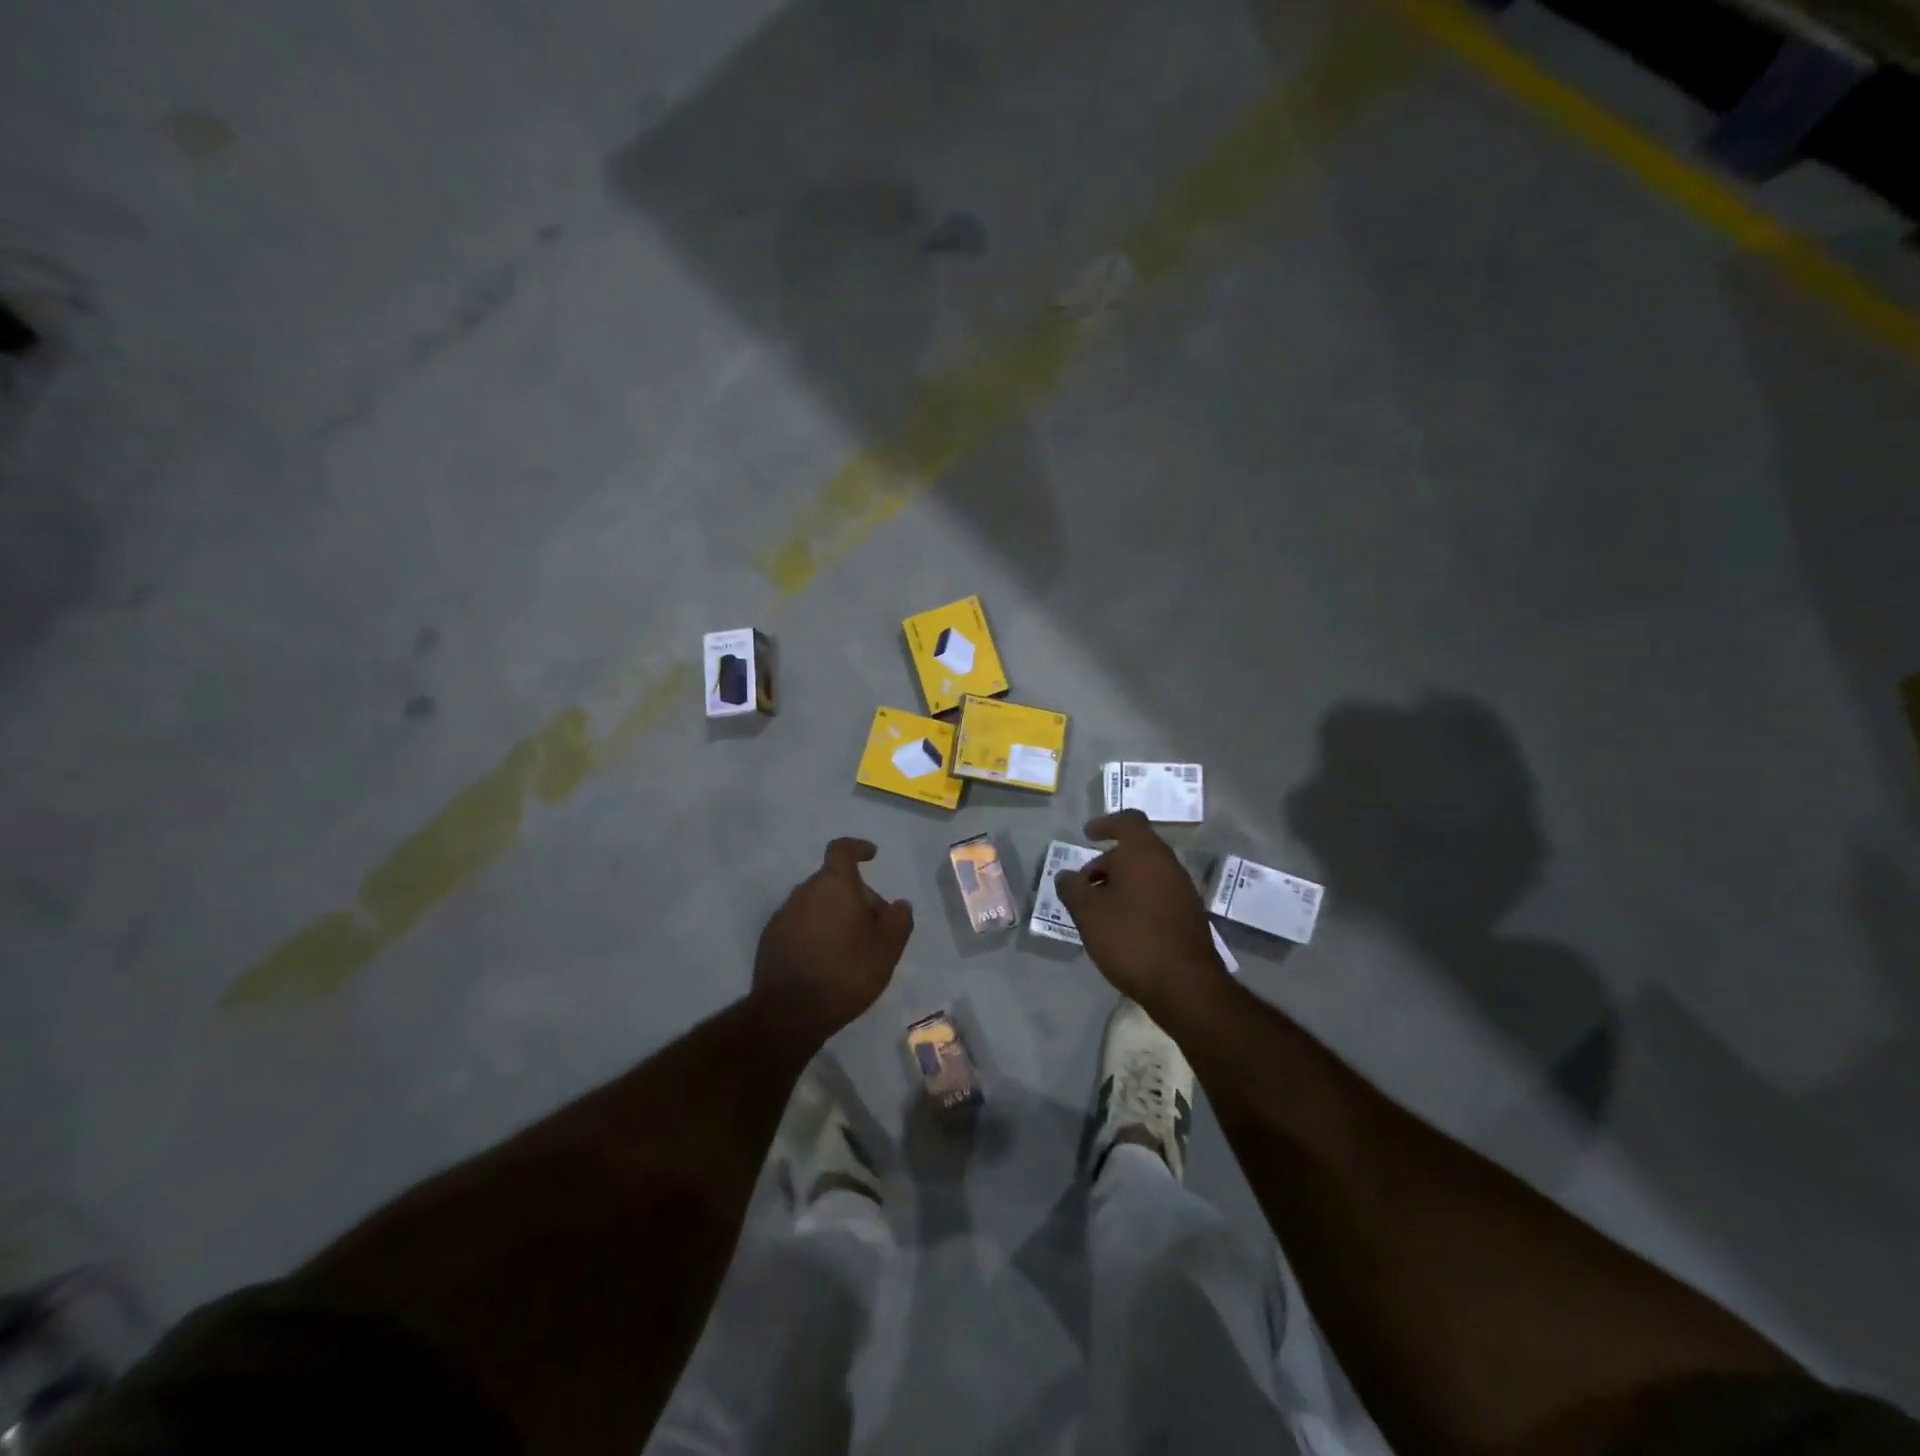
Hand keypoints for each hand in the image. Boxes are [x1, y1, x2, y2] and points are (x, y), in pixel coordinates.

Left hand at [754, 838, 913, 1040]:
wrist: (789, 1013)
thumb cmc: (846, 972)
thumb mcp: (887, 950)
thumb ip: (898, 921)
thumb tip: (899, 904)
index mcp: (834, 885)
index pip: (842, 849)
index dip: (857, 848)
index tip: (871, 856)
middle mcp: (804, 891)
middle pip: (833, 881)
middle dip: (855, 895)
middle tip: (874, 925)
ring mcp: (783, 915)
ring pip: (816, 903)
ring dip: (834, 914)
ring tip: (851, 946)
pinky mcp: (770, 938)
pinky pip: (799, 923)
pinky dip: (815, 931)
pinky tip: (825, 959)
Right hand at [1055, 811, 1221, 1010]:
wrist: (1186, 985)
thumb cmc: (1131, 938)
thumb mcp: (1088, 913)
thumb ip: (1072, 889)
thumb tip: (1067, 876)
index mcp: (1145, 853)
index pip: (1128, 821)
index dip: (1106, 823)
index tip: (1088, 835)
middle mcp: (1169, 865)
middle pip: (1136, 850)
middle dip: (1107, 863)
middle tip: (1084, 886)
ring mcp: (1184, 891)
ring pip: (1147, 875)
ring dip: (1121, 884)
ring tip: (1099, 911)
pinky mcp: (1190, 917)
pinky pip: (1158, 895)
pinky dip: (1137, 901)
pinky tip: (1122, 928)